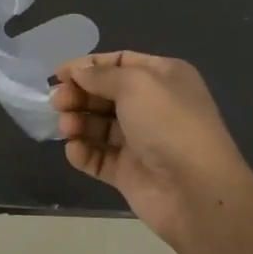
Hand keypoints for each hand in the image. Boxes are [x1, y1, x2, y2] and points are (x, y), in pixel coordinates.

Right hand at [51, 52, 252, 243]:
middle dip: (79, 95)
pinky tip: (74, 150)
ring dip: (78, 123)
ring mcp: (141, 141)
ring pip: (99, 126)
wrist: (196, 190)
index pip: (120, 63)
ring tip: (66, 128)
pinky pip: (99, 158)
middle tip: (57, 102)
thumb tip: (78, 71)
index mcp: (164, 78)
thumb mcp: (136, 84)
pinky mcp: (129, 172)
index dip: (88, 66)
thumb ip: (101, 75)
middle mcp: (153, 106)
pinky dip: (84, 152)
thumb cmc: (168, 124)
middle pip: (105, 94)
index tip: (59, 74)